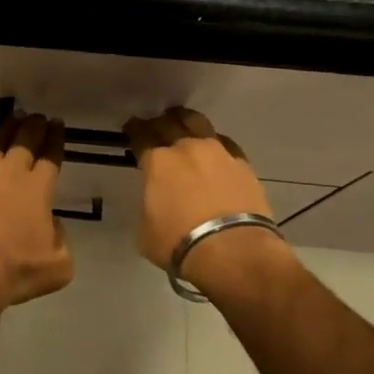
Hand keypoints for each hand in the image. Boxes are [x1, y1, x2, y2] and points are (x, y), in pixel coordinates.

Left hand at [0, 112, 74, 308]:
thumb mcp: (58, 265)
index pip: (51, 156)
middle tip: (38, 116)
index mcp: (39, 190)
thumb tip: (52, 225)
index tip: (57, 124)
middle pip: (25, 142)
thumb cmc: (16, 271)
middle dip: (34, 126)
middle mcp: (11, 175)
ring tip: (14, 118)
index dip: (56, 138)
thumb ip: (61, 240)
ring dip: (7, 130)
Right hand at [123, 107, 294, 296]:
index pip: (141, 136)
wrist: (234, 251)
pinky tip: (215, 151)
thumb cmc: (179, 243)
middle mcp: (186, 148)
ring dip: (187, 122)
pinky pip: (225, 144)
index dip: (134, 130)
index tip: (131, 128)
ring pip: (199, 123)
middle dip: (158, 123)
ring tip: (184, 126)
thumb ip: (148, 206)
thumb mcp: (145, 230)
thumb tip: (155, 202)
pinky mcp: (243, 164)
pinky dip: (216, 144)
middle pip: (169, 123)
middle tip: (155, 126)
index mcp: (158, 162)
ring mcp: (218, 152)